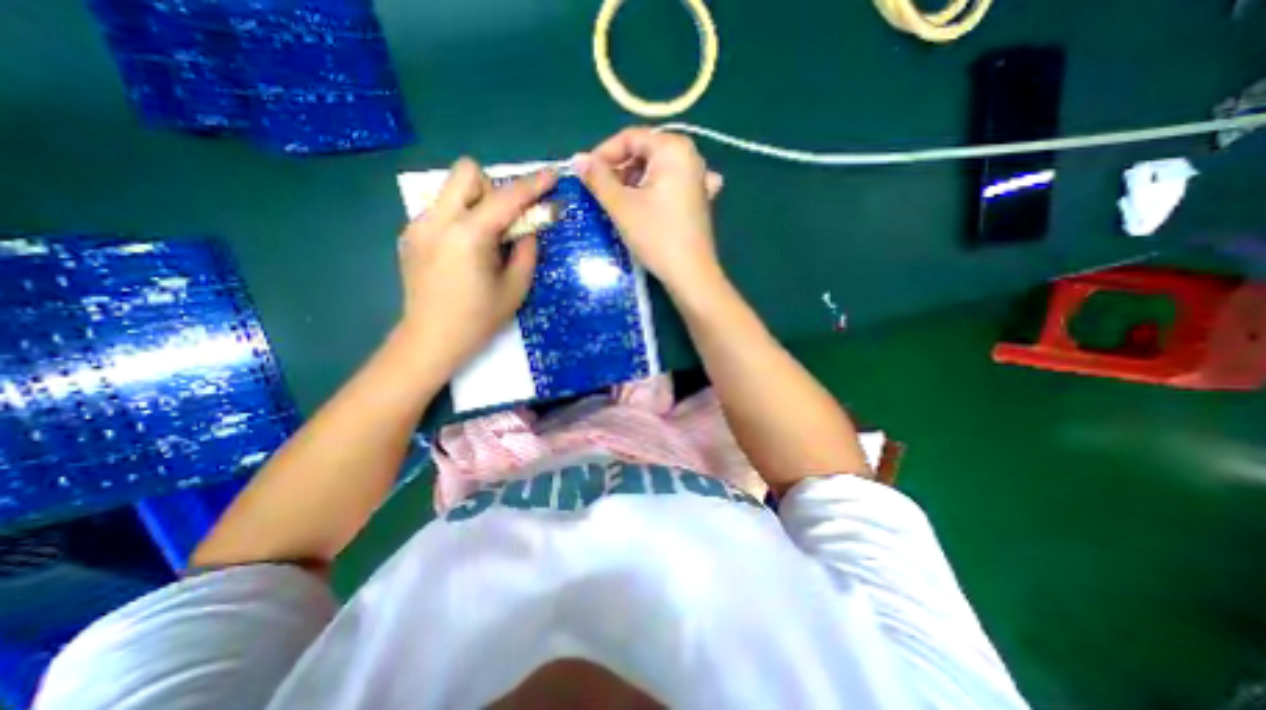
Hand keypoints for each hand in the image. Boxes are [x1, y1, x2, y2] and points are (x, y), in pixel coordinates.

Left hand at [394, 157, 554, 374]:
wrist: (431, 339)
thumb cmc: (479, 318)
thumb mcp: (516, 287)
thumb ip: (527, 250)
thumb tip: (528, 228)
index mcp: (468, 235)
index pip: (506, 198)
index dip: (533, 185)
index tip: (551, 175)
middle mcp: (438, 220)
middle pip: (466, 172)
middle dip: (492, 188)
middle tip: (504, 221)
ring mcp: (418, 225)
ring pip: (451, 189)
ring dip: (476, 203)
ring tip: (485, 240)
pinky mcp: (410, 235)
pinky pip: (441, 210)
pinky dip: (460, 219)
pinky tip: (463, 252)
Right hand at [574, 127, 721, 292]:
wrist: (691, 274)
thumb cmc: (656, 236)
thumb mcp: (622, 206)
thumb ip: (598, 178)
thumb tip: (578, 159)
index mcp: (673, 149)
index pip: (630, 137)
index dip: (604, 154)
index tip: (586, 175)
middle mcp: (690, 156)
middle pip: (645, 152)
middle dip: (620, 169)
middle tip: (603, 192)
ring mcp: (699, 178)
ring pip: (657, 170)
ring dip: (635, 182)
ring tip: (622, 203)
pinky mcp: (700, 199)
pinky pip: (671, 185)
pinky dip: (655, 191)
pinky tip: (650, 204)